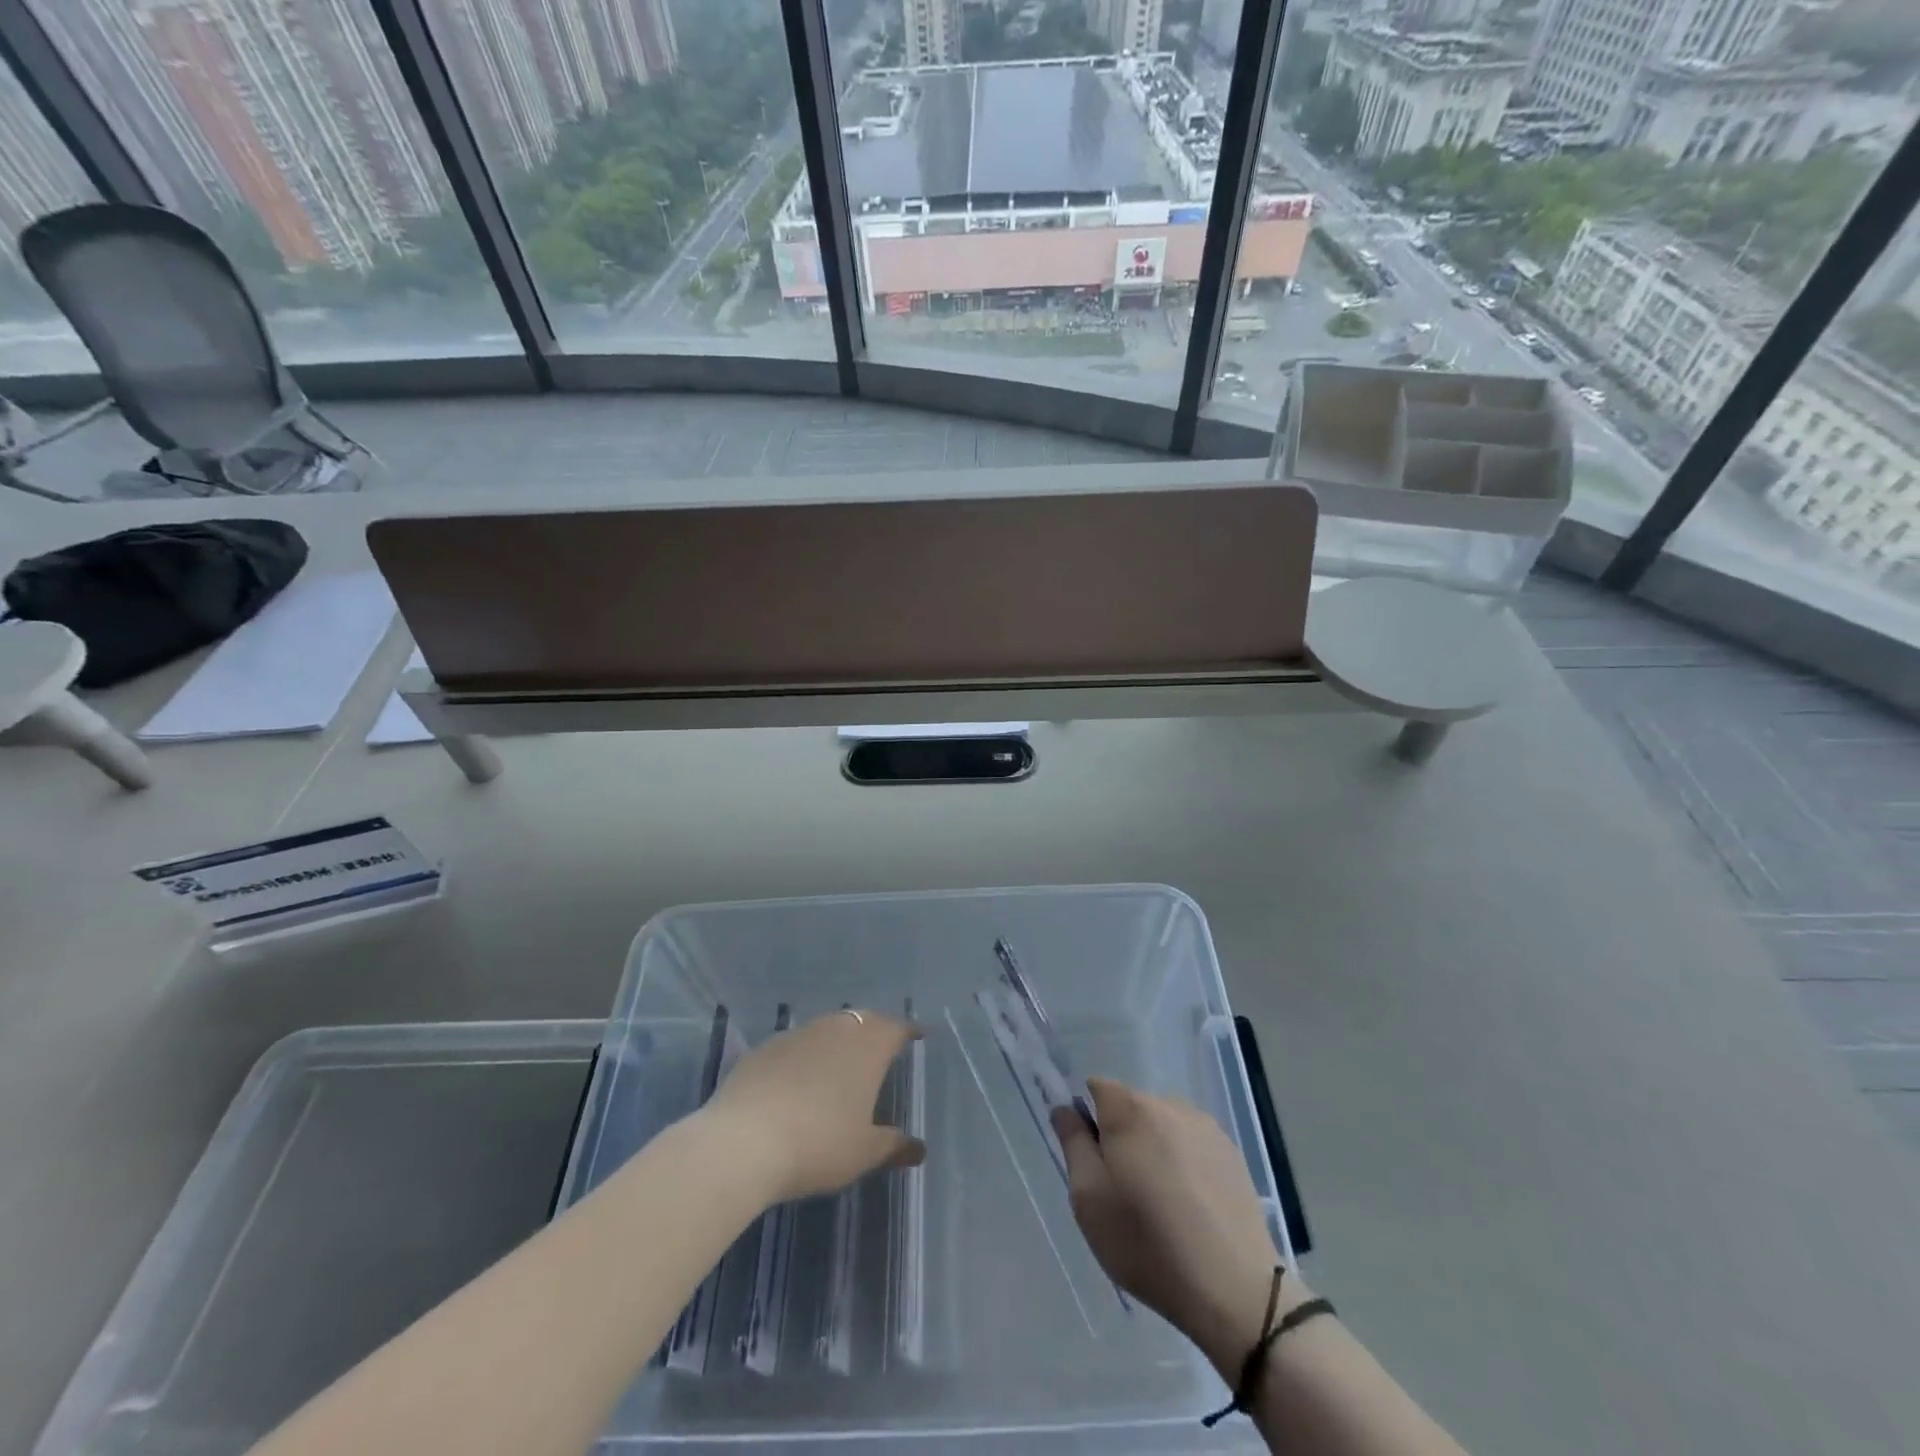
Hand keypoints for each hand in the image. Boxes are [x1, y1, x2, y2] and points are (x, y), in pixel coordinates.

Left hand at [701, 1009, 925, 1205]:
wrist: (743, 1142)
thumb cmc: (818, 1144)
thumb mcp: (863, 1153)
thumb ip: (893, 1145)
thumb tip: (918, 1148)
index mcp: (868, 1047)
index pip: (895, 1028)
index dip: (907, 1032)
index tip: (915, 1037)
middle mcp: (835, 1029)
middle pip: (862, 1020)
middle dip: (874, 1031)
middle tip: (880, 1049)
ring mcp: (797, 1034)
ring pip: (826, 1028)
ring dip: (837, 1041)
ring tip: (840, 1064)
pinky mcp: (764, 1048)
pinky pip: (794, 1044)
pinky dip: (804, 1056)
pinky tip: (797, 1080)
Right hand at [1052, 1078, 1292, 1377]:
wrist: (1233, 1291)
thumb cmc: (1147, 1243)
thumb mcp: (1089, 1198)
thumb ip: (1073, 1143)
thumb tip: (1065, 1108)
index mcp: (1130, 1109)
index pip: (1096, 1088)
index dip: (1087, 1118)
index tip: (1091, 1160)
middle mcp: (1169, 1104)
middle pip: (1130, 1106)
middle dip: (1120, 1136)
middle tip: (1122, 1190)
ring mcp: (1206, 1127)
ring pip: (1162, 1125)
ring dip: (1153, 1148)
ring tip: (1160, 1203)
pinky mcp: (1232, 1153)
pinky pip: (1192, 1144)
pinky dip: (1183, 1163)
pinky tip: (1190, 1207)